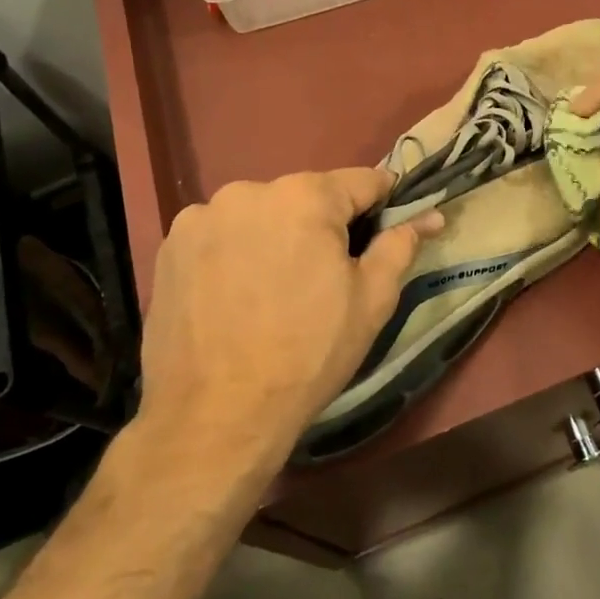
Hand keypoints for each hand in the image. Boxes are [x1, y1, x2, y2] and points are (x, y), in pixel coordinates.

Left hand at [134, 169, 441, 466]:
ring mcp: (203, 216)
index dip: (383, 202)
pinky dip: (235, 251)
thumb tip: (429, 216)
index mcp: (305, 197)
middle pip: (306, 196)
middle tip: (327, 275)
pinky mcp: (170, 245)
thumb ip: (400, 245)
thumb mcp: (371, 301)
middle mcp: (250, 190)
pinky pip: (220, 234)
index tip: (389, 225)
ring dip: (276, 235)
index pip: (362, 181)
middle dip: (323, 225)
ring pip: (261, 214)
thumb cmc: (308, 354)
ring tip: (275, 288)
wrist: (214, 417)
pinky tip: (236, 294)